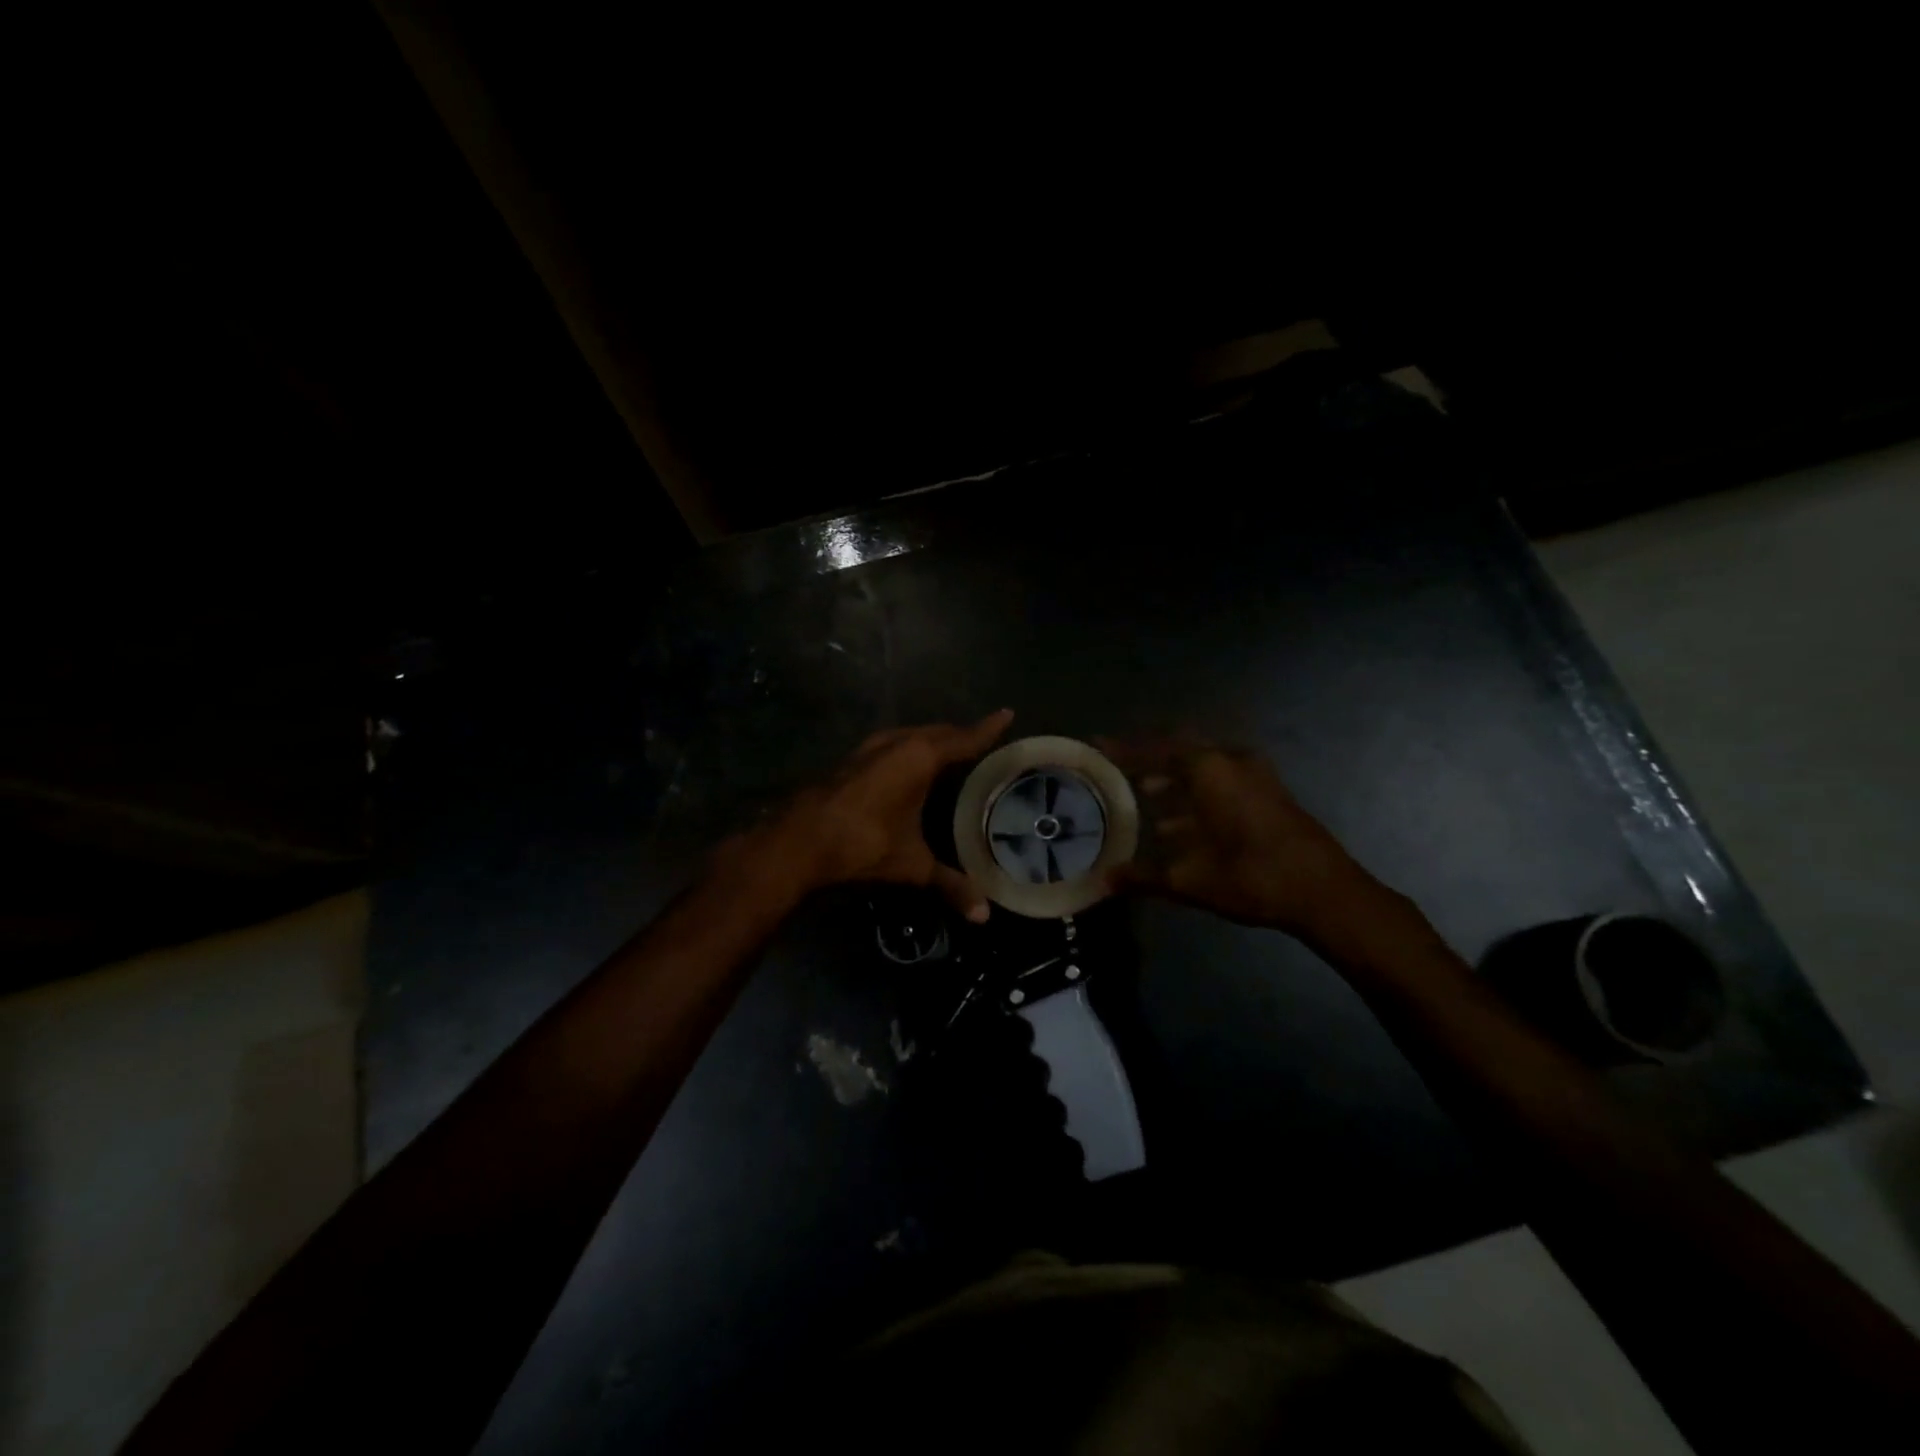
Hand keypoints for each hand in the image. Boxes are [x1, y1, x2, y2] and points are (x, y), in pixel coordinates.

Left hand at [759, 710, 1015, 920]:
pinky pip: (891, 746)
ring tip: (950, 751)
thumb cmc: (864, 844)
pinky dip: (908, 750)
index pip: (964, 738)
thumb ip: (950, 885)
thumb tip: (983, 916)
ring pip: (910, 736)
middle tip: (983, 740)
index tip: (1007, 714)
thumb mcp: (912, 865)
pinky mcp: (851, 760)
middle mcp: (897, 743)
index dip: (988, 729)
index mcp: (920, 757)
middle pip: (938, 732)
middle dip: (961, 734)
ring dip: (931, 740)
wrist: (799, 841)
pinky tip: (908, 767)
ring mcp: (869, 748)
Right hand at [1103, 738, 1387, 938]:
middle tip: (1120, 768)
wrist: (1326, 892)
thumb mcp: (1189, 880)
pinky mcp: (1270, 793)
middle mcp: (1231, 762)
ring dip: (1175, 777)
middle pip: (1180, 749)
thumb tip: (1102, 883)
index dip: (1124, 748)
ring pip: (1204, 765)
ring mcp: (1256, 775)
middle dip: (1149, 758)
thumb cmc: (1251, 876)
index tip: (1098, 743)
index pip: (1155, 749)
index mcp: (1209, 770)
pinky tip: (1181, 822)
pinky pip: (1222, 779)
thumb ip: (1142, 877)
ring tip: (1144, 795)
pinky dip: (1198, 791)